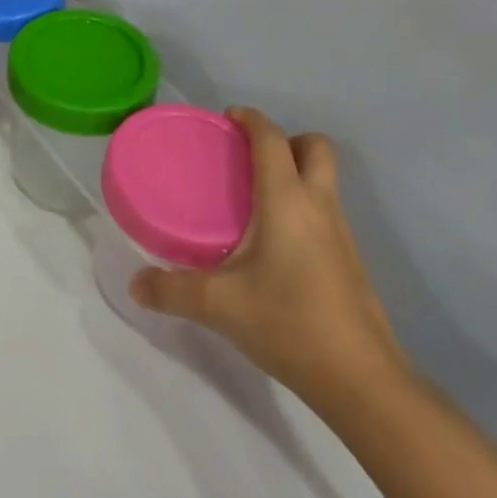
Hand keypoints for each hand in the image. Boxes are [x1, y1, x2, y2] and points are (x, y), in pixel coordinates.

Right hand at [129, 108, 409, 406]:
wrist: (361, 379)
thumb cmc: (289, 322)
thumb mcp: (220, 306)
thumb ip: (173, 290)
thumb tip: (136, 284)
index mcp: (287, 200)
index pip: (272, 138)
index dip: (250, 119)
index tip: (227, 118)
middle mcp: (319, 205)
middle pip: (315, 147)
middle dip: (286, 140)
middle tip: (249, 160)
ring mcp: (341, 233)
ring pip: (324, 180)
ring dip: (296, 173)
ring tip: (256, 201)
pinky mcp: (350, 260)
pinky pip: (325, 211)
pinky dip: (303, 207)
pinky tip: (276, 245)